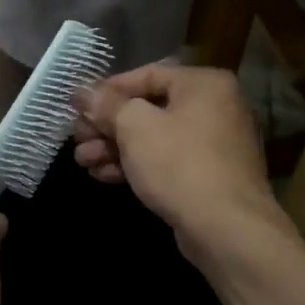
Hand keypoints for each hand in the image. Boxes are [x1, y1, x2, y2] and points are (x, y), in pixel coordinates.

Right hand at [73, 64, 280, 262]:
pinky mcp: (207, 176)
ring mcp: (213, 144)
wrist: (227, 230)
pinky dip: (135, 164)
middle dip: (107, 124)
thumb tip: (82, 91)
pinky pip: (165, 161)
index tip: (78, 105)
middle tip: (77, 137)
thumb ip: (106, 105)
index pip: (146, 74)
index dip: (107, 89)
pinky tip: (103, 175)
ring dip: (114, 147)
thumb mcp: (135, 127)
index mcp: (203, 84)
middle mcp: (213, 107)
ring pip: (153, 137)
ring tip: (82, 160)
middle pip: (148, 108)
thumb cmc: (180, 164)